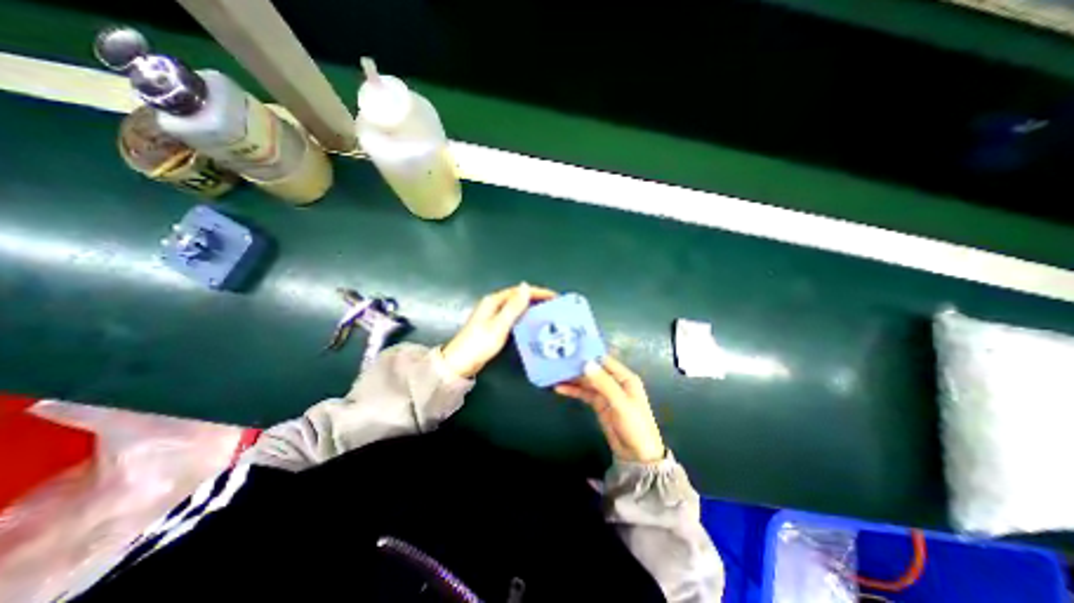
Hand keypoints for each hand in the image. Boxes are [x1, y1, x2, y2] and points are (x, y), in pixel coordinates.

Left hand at [440, 282, 556, 376]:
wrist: (460, 363)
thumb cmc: (479, 344)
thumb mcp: (499, 325)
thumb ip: (513, 307)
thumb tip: (526, 286)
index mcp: (494, 301)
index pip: (520, 291)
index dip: (538, 292)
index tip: (555, 296)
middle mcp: (493, 304)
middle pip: (518, 297)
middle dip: (536, 299)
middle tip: (554, 306)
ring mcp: (492, 315)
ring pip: (516, 307)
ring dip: (531, 307)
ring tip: (547, 313)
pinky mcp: (493, 325)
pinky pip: (513, 316)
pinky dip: (524, 316)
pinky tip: (532, 323)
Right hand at [553, 355, 664, 463]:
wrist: (637, 455)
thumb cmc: (635, 425)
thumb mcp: (620, 403)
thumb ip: (603, 383)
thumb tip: (586, 363)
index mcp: (625, 377)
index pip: (604, 360)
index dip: (588, 354)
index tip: (571, 349)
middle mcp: (615, 382)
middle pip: (593, 370)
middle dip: (577, 366)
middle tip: (558, 361)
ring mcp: (606, 393)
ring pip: (587, 381)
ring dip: (572, 378)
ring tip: (555, 373)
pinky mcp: (598, 403)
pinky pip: (584, 393)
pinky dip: (573, 390)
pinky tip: (560, 388)